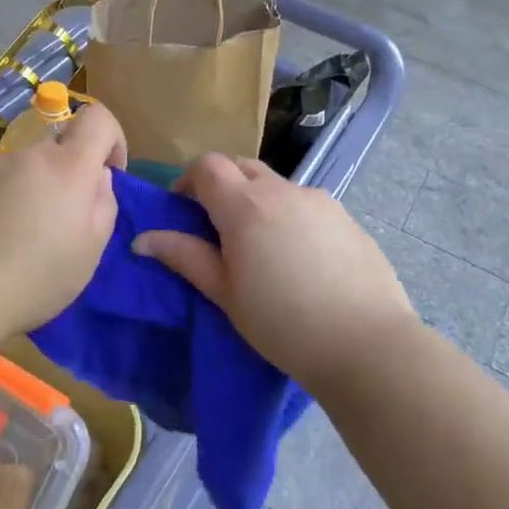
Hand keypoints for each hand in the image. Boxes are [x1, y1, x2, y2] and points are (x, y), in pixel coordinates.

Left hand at [0, 103, 127, 338]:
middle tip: (66, 220)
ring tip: (26, 238)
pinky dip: (8, 202)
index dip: (112, 137)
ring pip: (29, 167)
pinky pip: (1, 183)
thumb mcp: (89, 251)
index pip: (97, 117)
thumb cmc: (32, 277)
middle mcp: (29, 154)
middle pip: (60, 145)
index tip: (110, 174)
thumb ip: (104, 205)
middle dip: (72, 173)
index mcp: (67, 165)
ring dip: (38, 190)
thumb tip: (98, 178)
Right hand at [133, 155, 414, 393]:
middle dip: (223, 186)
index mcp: (244, 205)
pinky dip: (291, 217)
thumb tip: (143, 239)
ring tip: (264, 250)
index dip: (188, 181)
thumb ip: (184, 257)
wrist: (366, 343)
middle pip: (241, 167)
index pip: (207, 165)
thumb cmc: (282, 323)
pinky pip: (307, 205)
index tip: (184, 211)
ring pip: (277, 186)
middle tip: (219, 228)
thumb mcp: (224, 293)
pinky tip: (302, 261)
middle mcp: (281, 190)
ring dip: (259, 202)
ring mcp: (319, 200)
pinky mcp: (346, 217)